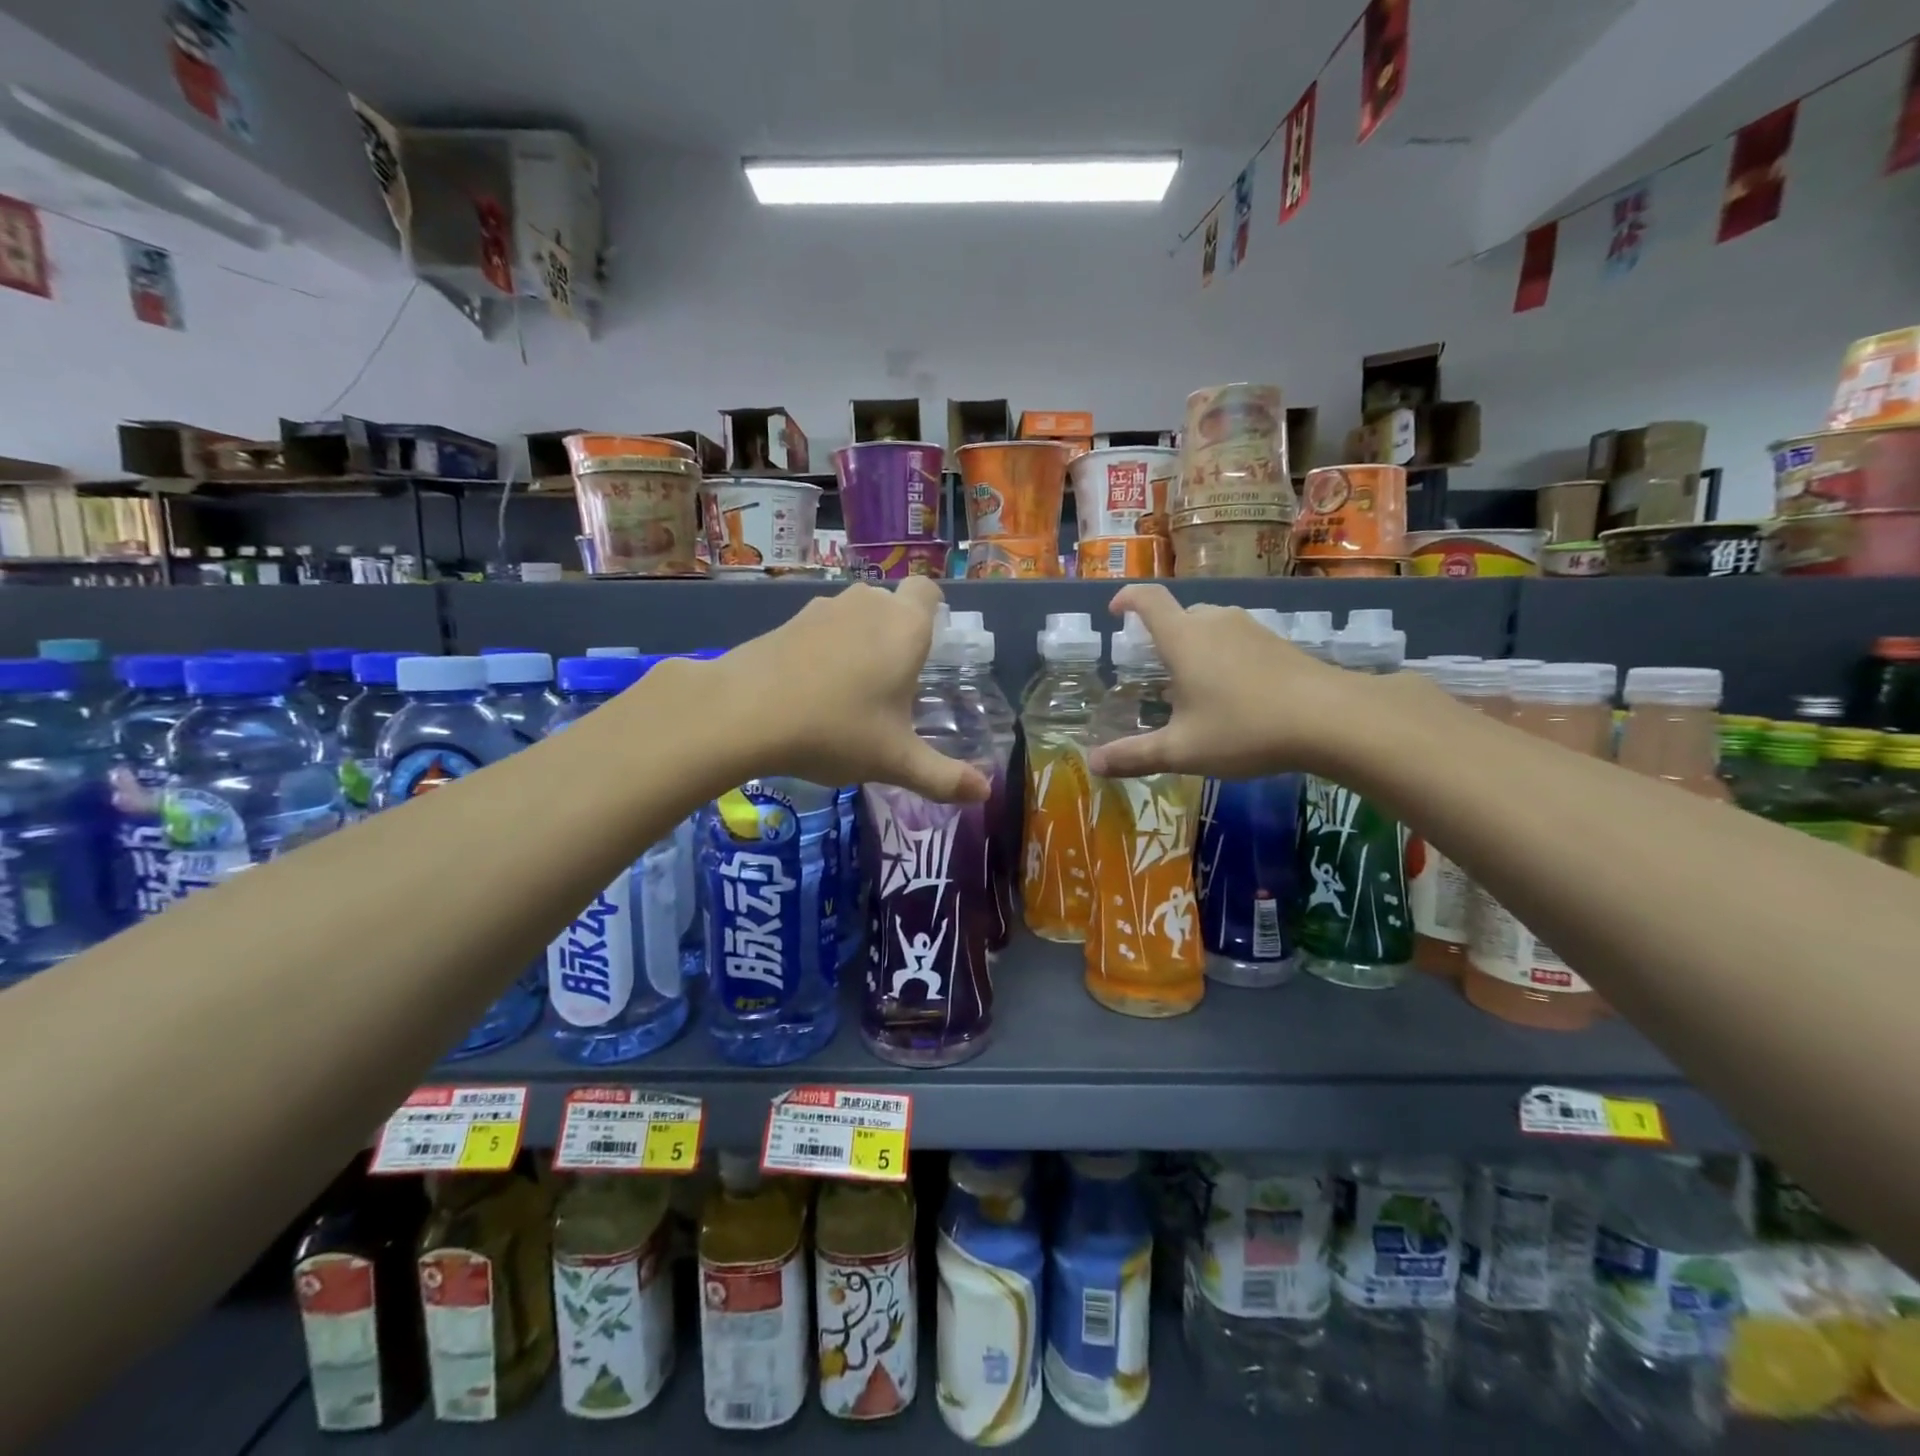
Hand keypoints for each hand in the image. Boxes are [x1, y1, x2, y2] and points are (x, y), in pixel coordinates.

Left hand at [709, 578, 990, 802]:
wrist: (743, 712)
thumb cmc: (836, 730)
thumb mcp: (895, 761)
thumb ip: (943, 778)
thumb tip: (986, 794)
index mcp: (904, 628)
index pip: (928, 591)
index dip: (933, 611)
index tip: (929, 647)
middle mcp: (867, 605)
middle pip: (891, 604)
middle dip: (896, 634)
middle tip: (893, 683)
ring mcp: (822, 609)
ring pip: (854, 615)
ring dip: (858, 641)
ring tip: (851, 691)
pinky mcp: (786, 621)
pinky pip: (820, 628)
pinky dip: (823, 649)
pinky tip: (811, 691)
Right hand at [1085, 584, 1362, 778]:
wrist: (1332, 719)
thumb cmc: (1244, 728)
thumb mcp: (1182, 750)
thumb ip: (1134, 755)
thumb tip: (1092, 763)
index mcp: (1183, 638)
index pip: (1148, 600)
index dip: (1127, 599)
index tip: (1115, 611)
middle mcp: (1214, 622)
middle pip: (1180, 615)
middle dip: (1161, 637)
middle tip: (1155, 672)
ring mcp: (1250, 629)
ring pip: (1210, 628)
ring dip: (1194, 649)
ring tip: (1192, 689)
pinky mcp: (1277, 642)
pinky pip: (1236, 640)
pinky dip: (1222, 658)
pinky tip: (1233, 695)